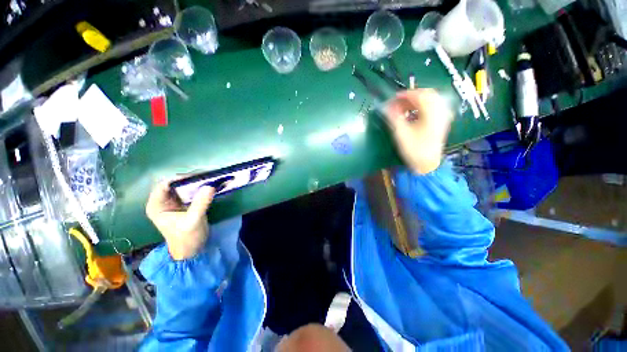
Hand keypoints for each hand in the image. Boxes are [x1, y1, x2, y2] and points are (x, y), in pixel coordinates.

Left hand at [146, 181, 215, 259]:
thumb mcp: (193, 221)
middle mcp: (163, 201)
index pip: (164, 184)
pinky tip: (209, 185)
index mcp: (157, 205)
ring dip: (196, 182)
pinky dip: (199, 187)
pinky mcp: (184, 203)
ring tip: (210, 179)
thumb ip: (200, 203)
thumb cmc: (187, 238)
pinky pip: (190, 191)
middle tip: (206, 176)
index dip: (179, 178)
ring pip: (183, 186)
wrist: (191, 250)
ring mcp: (174, 202)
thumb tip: (210, 186)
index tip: (197, 176)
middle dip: (190, 179)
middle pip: (174, 183)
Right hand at [385, 88, 453, 173]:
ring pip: (430, 100)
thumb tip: (385, 106)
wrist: (427, 164)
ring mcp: (442, 116)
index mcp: (432, 113)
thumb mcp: (401, 133)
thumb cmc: (414, 149)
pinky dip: (421, 106)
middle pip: (427, 94)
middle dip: (411, 96)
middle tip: (397, 103)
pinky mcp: (441, 121)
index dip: (405, 94)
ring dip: (415, 101)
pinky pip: (432, 107)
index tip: (392, 98)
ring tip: (402, 108)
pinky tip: (412, 113)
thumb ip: (394, 117)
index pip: (419, 95)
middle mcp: (440, 111)